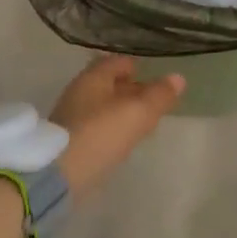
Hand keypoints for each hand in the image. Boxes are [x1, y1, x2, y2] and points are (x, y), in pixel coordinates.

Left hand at [50, 56, 184, 197]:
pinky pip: (95, 126)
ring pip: (101, 106)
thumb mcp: (137, 112)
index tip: (154, 78)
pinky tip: (120, 141)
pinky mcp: (68, 141)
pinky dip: (110, 128)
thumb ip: (159, 95)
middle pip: (108, 84)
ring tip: (141, 122)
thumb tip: (178, 78)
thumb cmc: (100, 134)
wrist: (58, 175)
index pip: (117, 62)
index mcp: (93, 78)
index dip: (137, 67)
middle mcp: (79, 92)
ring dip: (120, 111)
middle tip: (152, 101)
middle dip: (130, 90)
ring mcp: (71, 117)